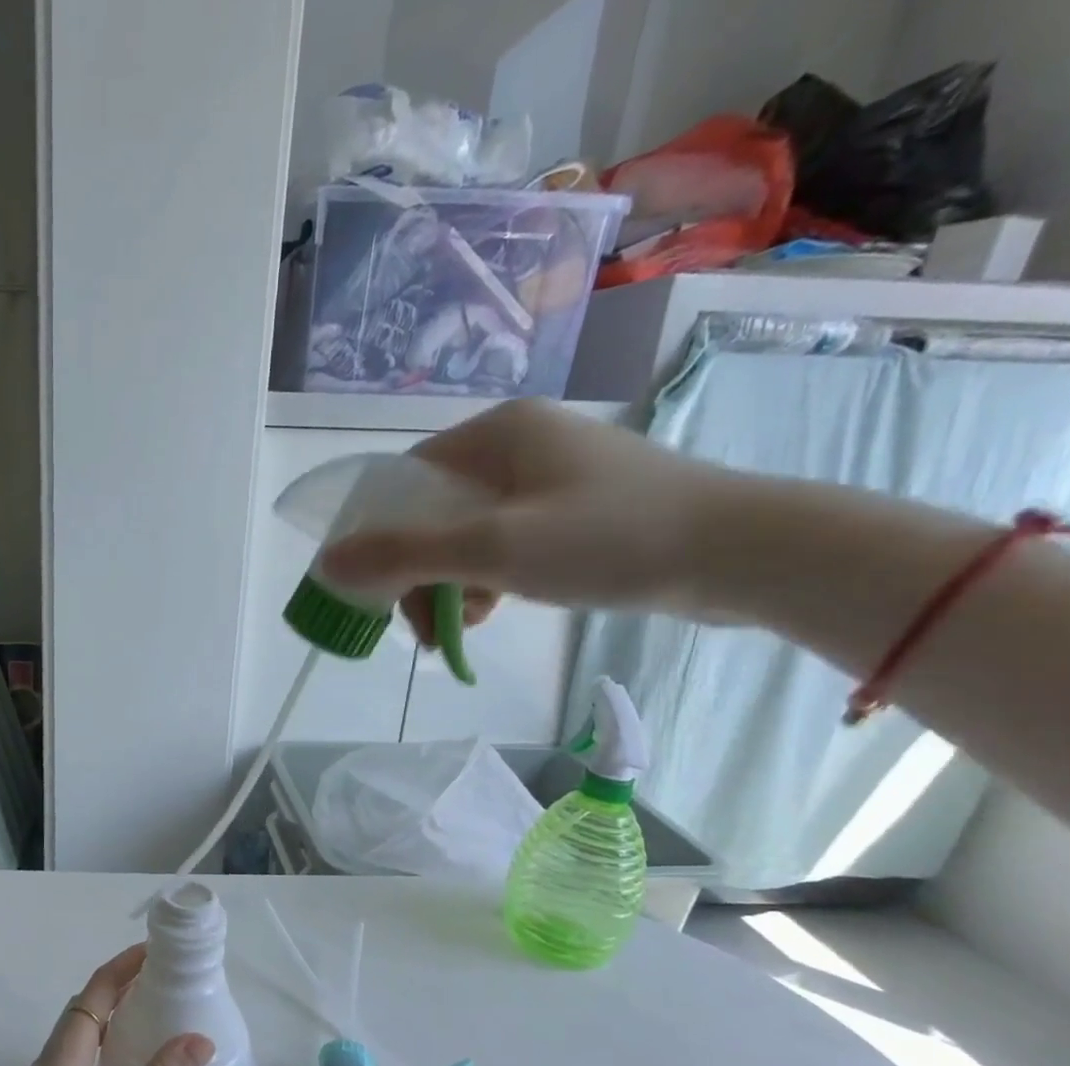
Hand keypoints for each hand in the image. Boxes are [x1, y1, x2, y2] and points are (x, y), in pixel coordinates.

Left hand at [0, 945, 214, 1065]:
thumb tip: (200, 1039)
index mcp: (68, 1048)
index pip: (98, 988)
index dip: (125, 964)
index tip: (155, 949)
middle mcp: (54, 1054)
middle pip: (87, 1003)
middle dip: (120, 983)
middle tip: (159, 978)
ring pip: (82, 1029)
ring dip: (110, 1011)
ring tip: (146, 1012)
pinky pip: (79, 1052)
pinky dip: (103, 1040)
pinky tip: (120, 1061)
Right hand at [318, 398, 734, 637]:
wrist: (742, 552)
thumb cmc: (607, 538)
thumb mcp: (491, 549)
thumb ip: (402, 555)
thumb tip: (326, 562)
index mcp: (495, 433)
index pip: (403, 481)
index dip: (377, 536)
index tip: (375, 591)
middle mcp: (518, 445)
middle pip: (432, 512)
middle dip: (416, 573)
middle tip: (421, 626)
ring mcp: (549, 478)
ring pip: (466, 534)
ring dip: (448, 584)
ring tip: (458, 628)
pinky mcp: (574, 510)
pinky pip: (502, 544)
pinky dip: (485, 580)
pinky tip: (489, 612)